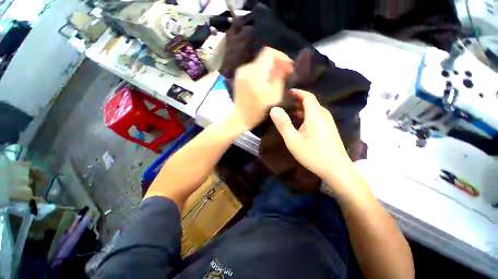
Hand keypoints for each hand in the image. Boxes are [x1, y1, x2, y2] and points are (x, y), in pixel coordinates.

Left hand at [231, 47, 292, 130]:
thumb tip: (285, 64)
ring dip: (268, 69)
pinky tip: (264, 83)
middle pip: (264, 57)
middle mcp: (246, 68)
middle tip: (283, 74)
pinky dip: (261, 73)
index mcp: (255, 72)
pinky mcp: (239, 77)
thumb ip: (279, 77)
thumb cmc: (258, 110)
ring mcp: (241, 72)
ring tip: (274, 80)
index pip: (269, 52)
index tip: (287, 65)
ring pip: (258, 63)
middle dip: (275, 63)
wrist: (241, 118)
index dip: (280, 56)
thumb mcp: (274, 96)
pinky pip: (253, 69)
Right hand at [269, 89, 355, 191]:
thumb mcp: (293, 140)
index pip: (308, 96)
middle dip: (299, 101)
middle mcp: (324, 116)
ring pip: (315, 111)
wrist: (336, 169)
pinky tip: (301, 125)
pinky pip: (318, 118)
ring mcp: (329, 123)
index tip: (288, 92)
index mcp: (315, 115)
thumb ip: (283, 124)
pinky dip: (308, 116)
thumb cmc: (312, 153)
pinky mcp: (330, 130)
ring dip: (303, 110)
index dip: (298, 92)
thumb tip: (274, 109)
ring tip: (291, 113)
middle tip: (286, 104)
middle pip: (311, 103)